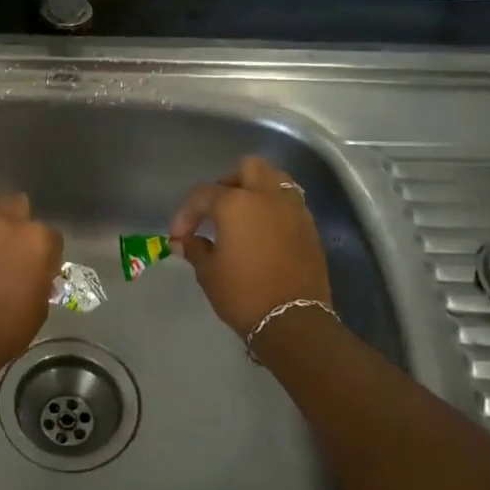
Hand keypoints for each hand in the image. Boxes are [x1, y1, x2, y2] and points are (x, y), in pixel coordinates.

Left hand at [0, 194, 62, 362]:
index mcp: (38, 240)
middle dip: (18, 224)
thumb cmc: (8, 327)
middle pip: (18, 206)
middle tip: (11, 249)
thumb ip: (40, 279)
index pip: (51, 236)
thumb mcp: (40, 305)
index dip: (46, 253)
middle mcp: (8, 222)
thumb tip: (36, 275)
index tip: (39, 269)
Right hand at [170, 157, 331, 336]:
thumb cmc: (243, 293)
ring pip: (275, 179)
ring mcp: (293, 209)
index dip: (186, 213)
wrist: (294, 321)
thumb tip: (182, 241)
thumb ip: (194, 248)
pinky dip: (274, 207)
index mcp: (236, 203)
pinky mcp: (310, 227)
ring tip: (243, 215)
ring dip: (256, 189)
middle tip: (216, 209)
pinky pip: (290, 202)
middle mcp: (267, 196)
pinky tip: (264, 231)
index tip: (179, 236)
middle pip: (247, 168)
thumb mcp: (209, 272)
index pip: (202, 195)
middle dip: (227, 182)